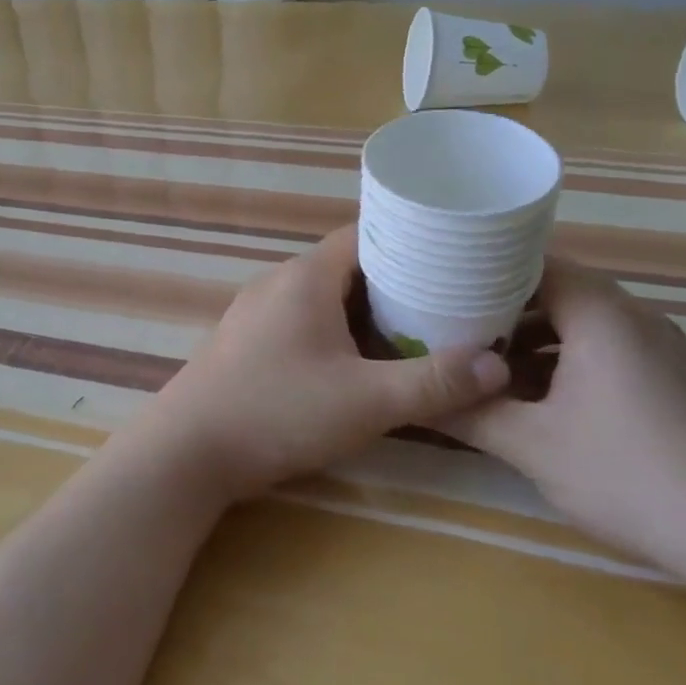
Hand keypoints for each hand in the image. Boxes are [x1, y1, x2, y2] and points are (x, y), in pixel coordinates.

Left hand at [142, 226, 511, 502]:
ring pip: (323, 297)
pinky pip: (301, 320)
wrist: (188, 450)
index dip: (413, 240)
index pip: (368, 233)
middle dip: (397, 282)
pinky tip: (355, 362)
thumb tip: (497, 366)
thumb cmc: (278, 412)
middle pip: (348, 266)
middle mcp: (278, 281)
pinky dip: (335, 331)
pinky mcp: (245, 341)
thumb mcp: (367, 401)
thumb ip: (434, 382)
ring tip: (412, 332)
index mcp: (306, 276)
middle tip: (447, 302)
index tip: (455, 257)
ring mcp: (256, 311)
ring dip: (364, 311)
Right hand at [446, 259, 685, 590]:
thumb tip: (416, 399)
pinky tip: (540, 399)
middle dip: (500, 308)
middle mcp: (634, 316)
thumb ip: (470, 415)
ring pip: (581, 324)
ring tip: (485, 363)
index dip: (482, 267)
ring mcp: (662, 349)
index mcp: (600, 313)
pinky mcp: (677, 381)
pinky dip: (566, 360)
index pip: (532, 261)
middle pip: (554, 290)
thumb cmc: (634, 475)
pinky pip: (607, 350)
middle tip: (450, 325)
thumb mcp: (534, 447)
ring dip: (532, 339)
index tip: (440, 282)